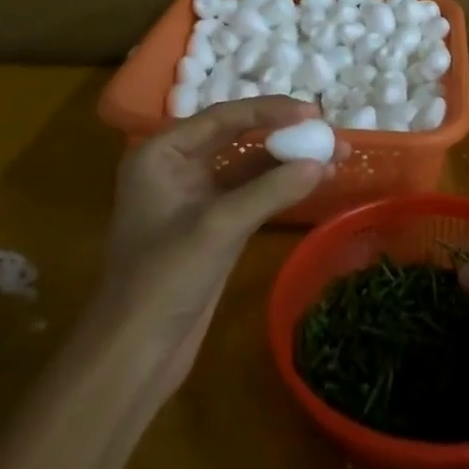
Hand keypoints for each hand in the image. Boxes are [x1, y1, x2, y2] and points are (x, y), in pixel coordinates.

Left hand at [98, 97, 335, 399]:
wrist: (134, 357)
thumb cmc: (163, 280)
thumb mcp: (218, 228)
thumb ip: (271, 189)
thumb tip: (322, 161)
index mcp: (162, 153)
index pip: (224, 117)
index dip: (270, 111)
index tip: (313, 112)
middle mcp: (177, 166)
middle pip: (238, 136)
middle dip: (285, 134)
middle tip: (328, 132)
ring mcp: (196, 197)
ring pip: (249, 165)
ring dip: (289, 160)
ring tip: (335, 155)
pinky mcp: (213, 225)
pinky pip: (252, 192)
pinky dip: (282, 186)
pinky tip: (315, 181)